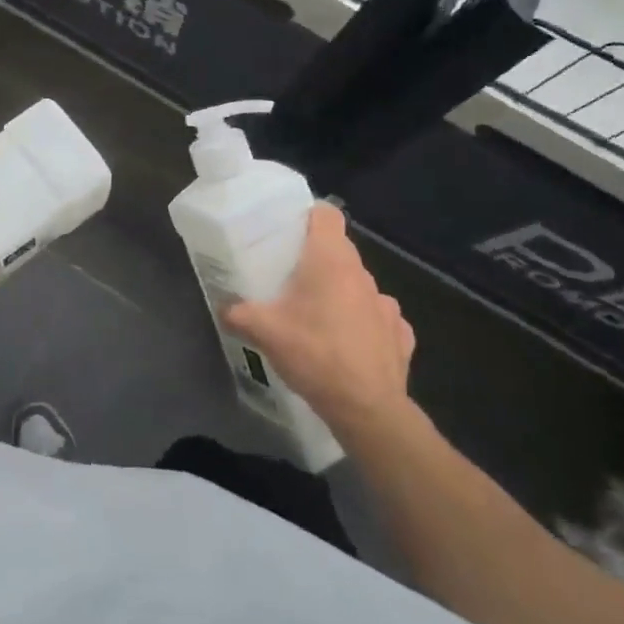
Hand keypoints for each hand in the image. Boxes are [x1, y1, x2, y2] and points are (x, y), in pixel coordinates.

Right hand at [225, 205, 413, 436]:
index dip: (308, 217)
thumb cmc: (314, 354)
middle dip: (316, 260)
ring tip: (317, 318)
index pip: (327, 214)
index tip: (289, 232)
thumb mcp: (264, 332)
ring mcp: (387, 304)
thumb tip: (223, 307)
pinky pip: (378, 318)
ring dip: (340, 294)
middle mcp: (362, 274)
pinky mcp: (401, 335)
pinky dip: (364, 325)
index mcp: (331, 260)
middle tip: (289, 280)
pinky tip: (348, 345)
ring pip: (358, 285)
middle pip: (339, 251)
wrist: (367, 408)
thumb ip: (239, 313)